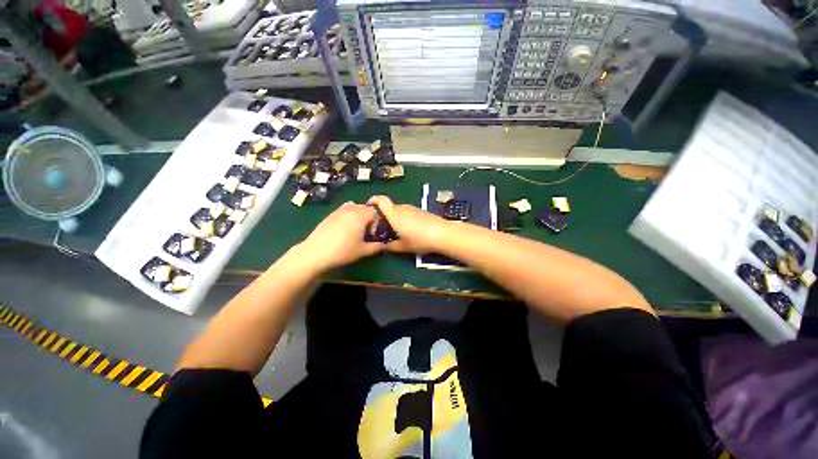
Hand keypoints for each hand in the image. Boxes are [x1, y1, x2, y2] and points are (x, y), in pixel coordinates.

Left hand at [297, 202, 385, 271]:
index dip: (376, 223)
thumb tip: (384, 246)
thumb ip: (376, 247)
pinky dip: (348, 215)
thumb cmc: (343, 251)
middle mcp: (350, 209)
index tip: (371, 235)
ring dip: (358, 215)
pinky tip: (343, 229)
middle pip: (364, 208)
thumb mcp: (362, 251)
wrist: (315, 253)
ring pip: (353, 207)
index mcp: (360, 215)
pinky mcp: (329, 215)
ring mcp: (338, 211)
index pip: (374, 212)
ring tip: (355, 229)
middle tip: (365, 233)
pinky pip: (343, 210)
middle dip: (368, 218)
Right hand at [367, 195, 450, 253]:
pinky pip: (408, 213)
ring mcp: (413, 209)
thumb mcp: (403, 246)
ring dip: (395, 217)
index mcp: (394, 214)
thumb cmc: (420, 239)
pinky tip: (410, 230)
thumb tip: (385, 246)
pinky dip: (405, 219)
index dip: (373, 200)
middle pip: (389, 207)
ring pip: (399, 210)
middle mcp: (403, 208)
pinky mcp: (421, 211)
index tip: (368, 206)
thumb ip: (391, 246)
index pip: (380, 200)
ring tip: (397, 231)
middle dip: (384, 215)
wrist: (442, 234)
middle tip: (383, 227)